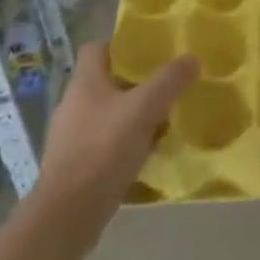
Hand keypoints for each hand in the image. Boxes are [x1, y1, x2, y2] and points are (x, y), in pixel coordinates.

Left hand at [35, 42, 196, 250]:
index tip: (151, 51)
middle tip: (167, 85)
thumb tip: (192, 57)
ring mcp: (73, 137)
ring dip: (134, 115)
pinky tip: (148, 152)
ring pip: (109, 114)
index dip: (122, 45)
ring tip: (164, 119)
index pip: (97, 48)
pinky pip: (107, 143)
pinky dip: (127, 143)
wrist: (67, 214)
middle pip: (107, 81)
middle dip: (137, 83)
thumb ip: (169, 82)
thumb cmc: (102, 150)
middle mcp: (74, 104)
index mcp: (84, 83)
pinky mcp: (77, 165)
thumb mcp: (143, 110)